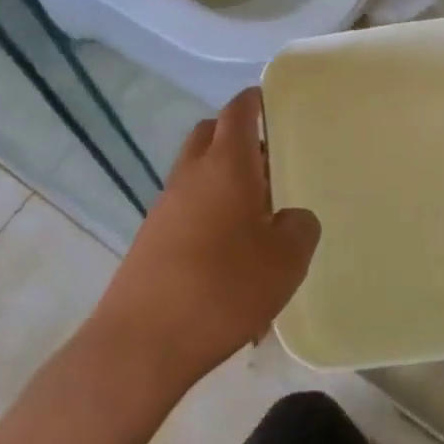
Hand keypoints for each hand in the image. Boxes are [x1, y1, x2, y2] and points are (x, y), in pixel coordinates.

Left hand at [88, 89, 319, 390]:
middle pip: (210, 134)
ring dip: (223, 178)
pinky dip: (208, 212)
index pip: (238, 111)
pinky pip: (186, 207)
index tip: (271, 101)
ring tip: (256, 215)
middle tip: (270, 161)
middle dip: (237, 136)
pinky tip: (229, 254)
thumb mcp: (286, 260)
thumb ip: (300, 227)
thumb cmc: (223, 288)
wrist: (142, 342)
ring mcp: (165, 206)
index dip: (255, 100)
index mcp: (226, 164)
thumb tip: (291, 217)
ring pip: (197, 172)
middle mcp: (191, 174)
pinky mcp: (151, 238)